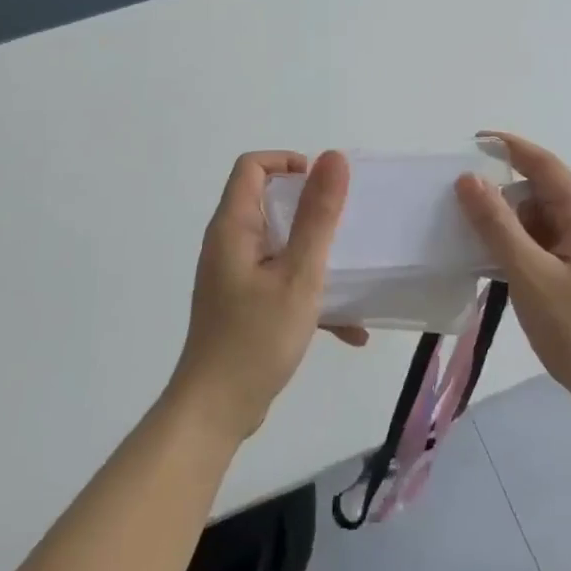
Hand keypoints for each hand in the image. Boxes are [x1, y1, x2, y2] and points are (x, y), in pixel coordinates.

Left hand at [169, 150, 355, 443]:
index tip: (323, 186)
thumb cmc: (256, 338)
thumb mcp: (298, 274)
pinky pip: (281, 281)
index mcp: (233, 227)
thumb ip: (318, 215)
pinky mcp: (243, 305)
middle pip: (269, 203)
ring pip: (280, 246)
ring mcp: (234, 276)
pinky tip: (349, 330)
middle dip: (312, 211)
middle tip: (346, 228)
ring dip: (317, 257)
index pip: (252, 167)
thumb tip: (333, 157)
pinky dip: (310, 294)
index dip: (287, 162)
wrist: (216, 413)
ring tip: (354, 276)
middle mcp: (228, 244)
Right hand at [455, 133, 570, 423]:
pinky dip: (534, 252)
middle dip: (509, 200)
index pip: (545, 165)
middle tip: (471, 218)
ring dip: (520, 230)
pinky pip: (562, 249)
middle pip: (548, 195)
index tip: (477, 141)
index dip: (511, 147)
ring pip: (554, 226)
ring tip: (488, 254)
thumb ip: (497, 225)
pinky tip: (517, 278)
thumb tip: (470, 179)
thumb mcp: (529, 275)